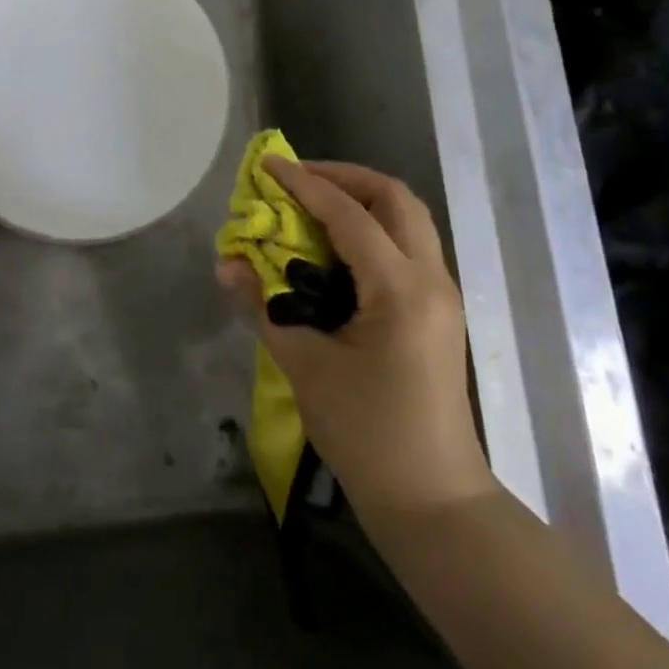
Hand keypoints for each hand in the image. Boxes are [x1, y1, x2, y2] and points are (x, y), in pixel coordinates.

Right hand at [217, 157, 496, 515]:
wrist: (433, 503)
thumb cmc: (368, 435)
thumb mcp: (306, 367)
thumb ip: (264, 307)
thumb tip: (227, 264)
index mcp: (400, 289)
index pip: (348, 214)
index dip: (305, 183)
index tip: (268, 165)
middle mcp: (430, 279)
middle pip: (395, 198)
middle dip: (345, 177)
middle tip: (298, 179)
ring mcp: (441, 295)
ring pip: (408, 219)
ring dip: (362, 199)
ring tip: (313, 204)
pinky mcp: (437, 312)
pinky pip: (407, 246)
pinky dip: (373, 228)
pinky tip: (336, 247)